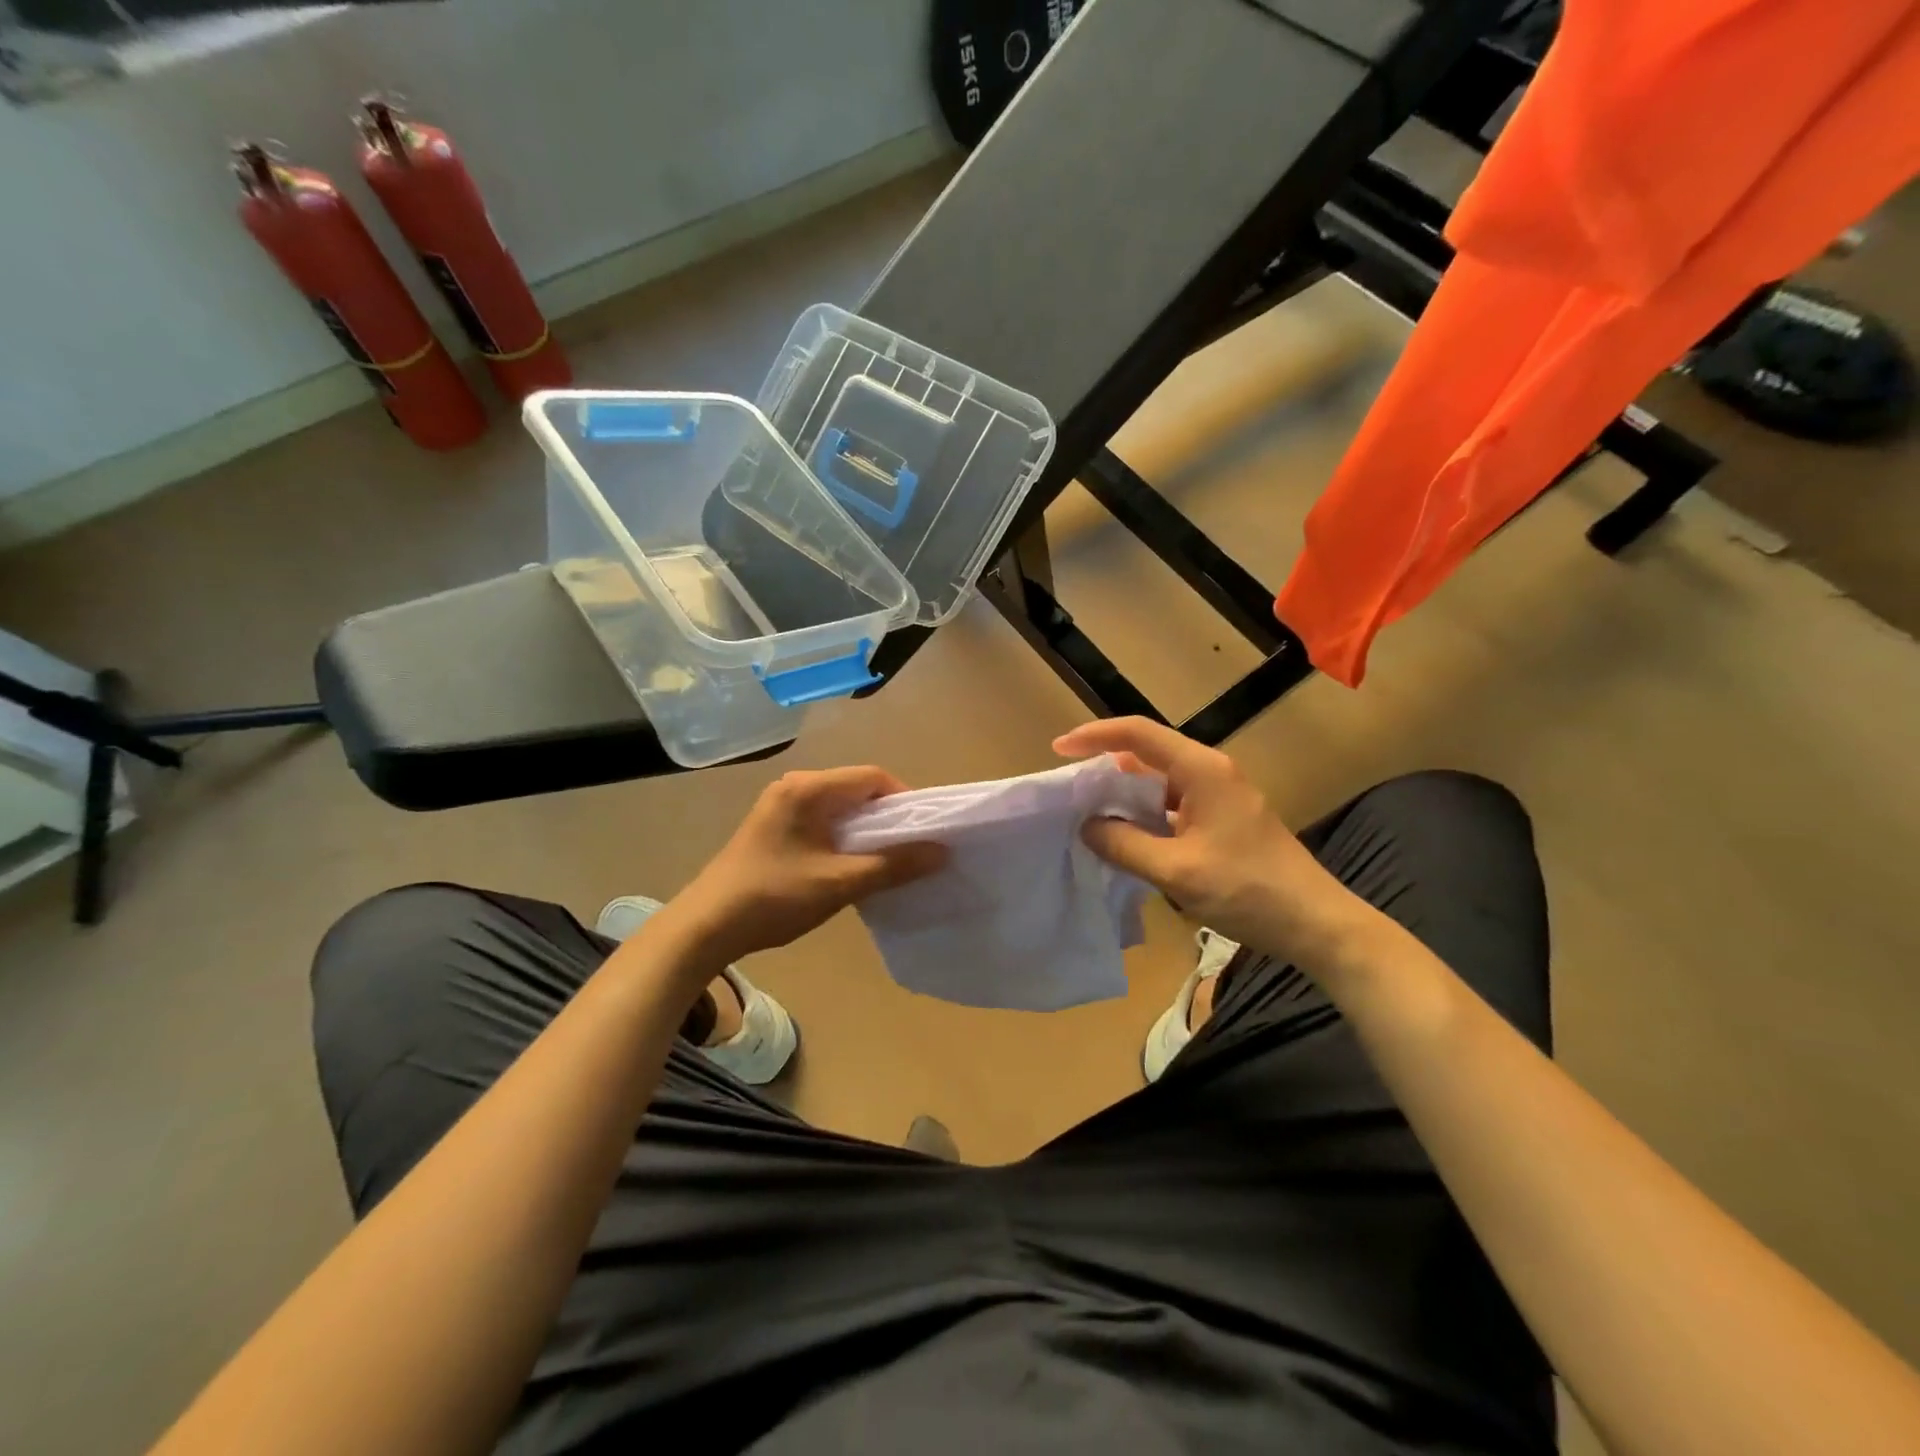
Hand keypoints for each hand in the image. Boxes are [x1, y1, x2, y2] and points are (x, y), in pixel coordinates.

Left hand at [672, 767, 945, 965]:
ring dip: (866, 829)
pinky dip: (844, 837)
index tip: (924, 832)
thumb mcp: (839, 883)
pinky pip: (822, 820)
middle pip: (856, 789)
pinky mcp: (774, 827)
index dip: (905, 800)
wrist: (705, 926)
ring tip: (888, 860)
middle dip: (888, 817)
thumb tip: (941, 852)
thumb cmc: (774, 897)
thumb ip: (892, 865)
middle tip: (912, 848)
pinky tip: (852, 864)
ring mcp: (781, 806)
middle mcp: (794, 786)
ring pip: (840, 807)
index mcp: (809, 788)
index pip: (872, 777)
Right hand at [1055, 718, 1363, 963]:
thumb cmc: (1247, 890)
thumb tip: (1087, 826)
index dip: (1095, 736)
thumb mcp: (1176, 870)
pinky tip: (1129, 837)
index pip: (1138, 734)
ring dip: (1126, 793)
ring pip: (1160, 780)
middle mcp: (1211, 771)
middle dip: (1106, 766)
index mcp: (1201, 770)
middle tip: (1071, 789)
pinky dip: (1146, 813)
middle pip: (1148, 752)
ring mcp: (1221, 795)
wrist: (1315, 922)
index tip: (1059, 750)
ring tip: (1091, 813)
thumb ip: (1124, 844)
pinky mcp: (1225, 818)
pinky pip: (1174, 803)